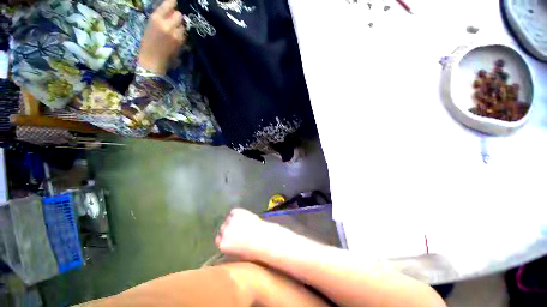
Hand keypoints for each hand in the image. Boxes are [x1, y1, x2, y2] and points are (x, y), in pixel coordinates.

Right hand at [137, 0, 184, 74]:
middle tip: (173, 22)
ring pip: (183, 26)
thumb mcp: (151, 25)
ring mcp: (175, 34)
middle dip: (177, 17)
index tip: (175, 3)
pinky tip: (177, 39)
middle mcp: (167, 24)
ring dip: (180, 27)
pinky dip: (182, 35)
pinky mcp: (181, 43)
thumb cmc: (149, 42)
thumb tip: (172, 11)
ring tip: (174, 32)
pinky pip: (184, 35)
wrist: (153, 59)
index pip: (169, 4)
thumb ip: (162, 17)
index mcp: (156, 18)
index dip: (173, 3)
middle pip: (179, 15)